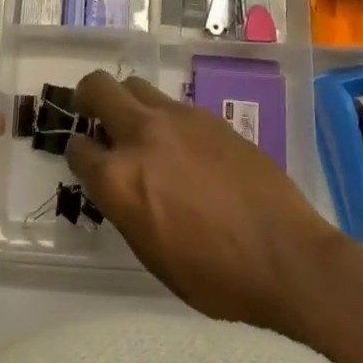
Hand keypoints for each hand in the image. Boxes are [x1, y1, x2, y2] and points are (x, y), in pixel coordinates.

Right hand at [66, 70, 352, 330]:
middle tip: (93, 114)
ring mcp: (178, 118)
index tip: (85, 159)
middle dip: (88, 98)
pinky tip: (181, 145)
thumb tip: (119, 186)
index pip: (78, 148)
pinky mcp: (209, 115)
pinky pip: (171, 104)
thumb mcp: (151, 254)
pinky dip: (163, 117)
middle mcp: (141, 136)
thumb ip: (125, 208)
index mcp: (119, 179)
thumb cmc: (214, 276)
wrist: (285, 256)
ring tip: (139, 129)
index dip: (78, 153)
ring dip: (127, 102)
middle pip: (98, 88)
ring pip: (135, 85)